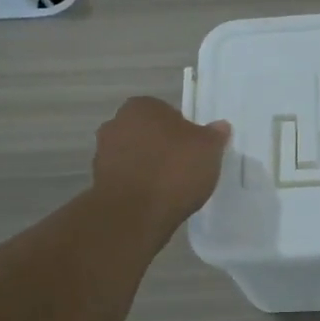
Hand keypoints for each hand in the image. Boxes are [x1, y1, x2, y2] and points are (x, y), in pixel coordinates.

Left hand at [92, 98, 230, 236]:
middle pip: (149, 133)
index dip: (183, 130)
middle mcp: (116, 123)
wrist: (134, 215)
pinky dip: (140, 185)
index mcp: (141, 106)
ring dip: (149, 166)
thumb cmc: (173, 171)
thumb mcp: (208, 149)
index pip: (167, 111)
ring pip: (136, 155)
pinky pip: (127, 178)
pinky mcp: (99, 181)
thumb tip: (220, 126)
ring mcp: (103, 153)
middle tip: (185, 166)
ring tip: (171, 187)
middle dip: (163, 146)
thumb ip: (215, 135)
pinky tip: (156, 199)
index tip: (194, 149)